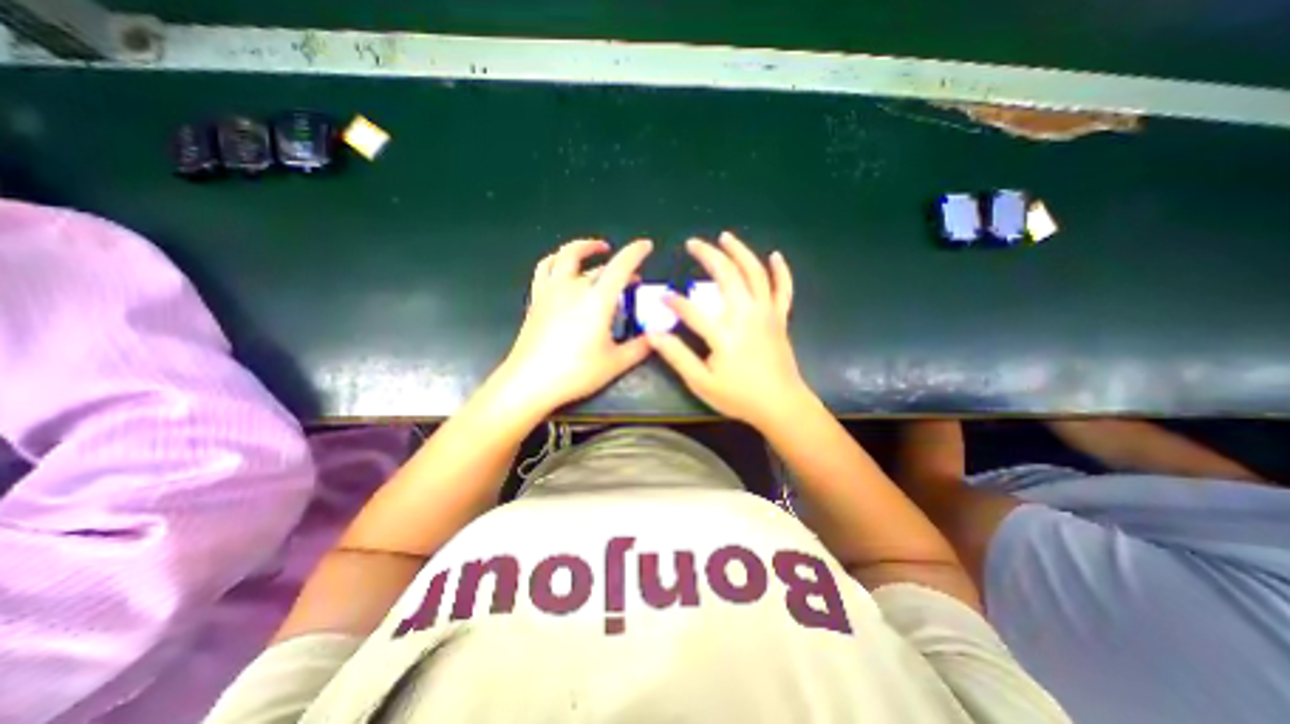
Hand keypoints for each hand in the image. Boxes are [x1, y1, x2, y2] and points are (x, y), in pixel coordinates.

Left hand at [494, 237, 655, 414]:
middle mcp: (573, 288)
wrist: (530, 382)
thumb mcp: (615, 363)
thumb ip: (640, 348)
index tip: (646, 245)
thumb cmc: (576, 372)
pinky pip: (545, 269)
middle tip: (631, 276)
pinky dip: (557, 260)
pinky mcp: (536, 299)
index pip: (620, 266)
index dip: (636, 252)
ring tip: (594, 250)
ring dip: (582, 248)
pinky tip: (563, 268)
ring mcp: (551, 291)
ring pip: (565, 256)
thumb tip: (657, 338)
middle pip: (597, 265)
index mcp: (597, 300)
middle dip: (618, 264)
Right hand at [650, 230, 809, 423]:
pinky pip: (783, 289)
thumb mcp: (702, 383)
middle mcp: (747, 315)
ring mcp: (767, 314)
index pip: (692, 309)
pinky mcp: (780, 318)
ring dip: (740, 251)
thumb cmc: (739, 397)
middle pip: (727, 275)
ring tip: (725, 237)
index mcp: (724, 333)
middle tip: (693, 243)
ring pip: (755, 273)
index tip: (662, 296)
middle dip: (708, 255)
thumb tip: (653, 335)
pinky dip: (781, 271)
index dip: (674, 301)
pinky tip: (775, 255)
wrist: (781, 405)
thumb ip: (677, 357)